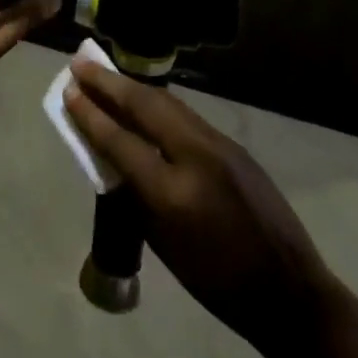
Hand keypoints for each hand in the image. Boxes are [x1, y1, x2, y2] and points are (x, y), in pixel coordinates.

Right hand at [64, 61, 336, 357]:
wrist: (289, 293)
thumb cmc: (216, 283)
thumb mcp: (163, 245)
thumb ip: (134, 194)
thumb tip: (112, 155)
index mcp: (172, 192)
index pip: (121, 141)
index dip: (91, 114)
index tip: (68, 90)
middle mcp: (196, 156)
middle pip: (145, 106)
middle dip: (109, 83)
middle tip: (80, 64)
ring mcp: (220, 145)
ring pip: (168, 104)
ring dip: (134, 89)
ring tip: (105, 76)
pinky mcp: (234, 146)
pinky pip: (187, 117)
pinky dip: (158, 105)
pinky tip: (144, 103)